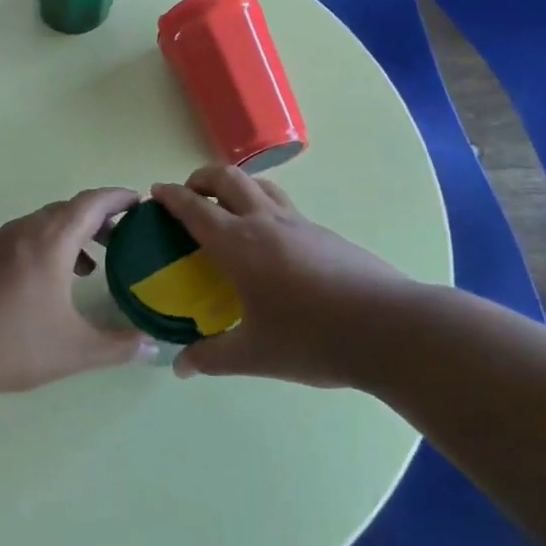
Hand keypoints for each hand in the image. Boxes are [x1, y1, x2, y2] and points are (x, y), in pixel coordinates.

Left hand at [0, 188, 150, 394]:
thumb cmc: (14, 345)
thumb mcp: (75, 351)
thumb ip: (118, 347)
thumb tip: (151, 346)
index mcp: (51, 242)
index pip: (91, 203)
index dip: (117, 198)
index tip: (137, 201)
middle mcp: (22, 231)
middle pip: (66, 210)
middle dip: (95, 219)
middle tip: (117, 239)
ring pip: (38, 225)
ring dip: (66, 236)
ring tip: (84, 268)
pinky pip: (15, 239)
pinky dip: (38, 247)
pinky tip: (37, 282)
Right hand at [152, 166, 431, 387]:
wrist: (390, 328)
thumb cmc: (313, 339)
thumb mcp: (255, 355)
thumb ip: (212, 357)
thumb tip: (180, 367)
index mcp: (239, 244)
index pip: (195, 208)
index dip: (171, 196)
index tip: (156, 191)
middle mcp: (265, 222)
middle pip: (227, 178)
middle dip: (202, 178)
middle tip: (190, 194)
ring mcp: (300, 223)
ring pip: (260, 184)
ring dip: (236, 185)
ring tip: (228, 207)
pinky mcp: (325, 233)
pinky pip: (284, 205)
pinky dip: (264, 205)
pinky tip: (271, 240)